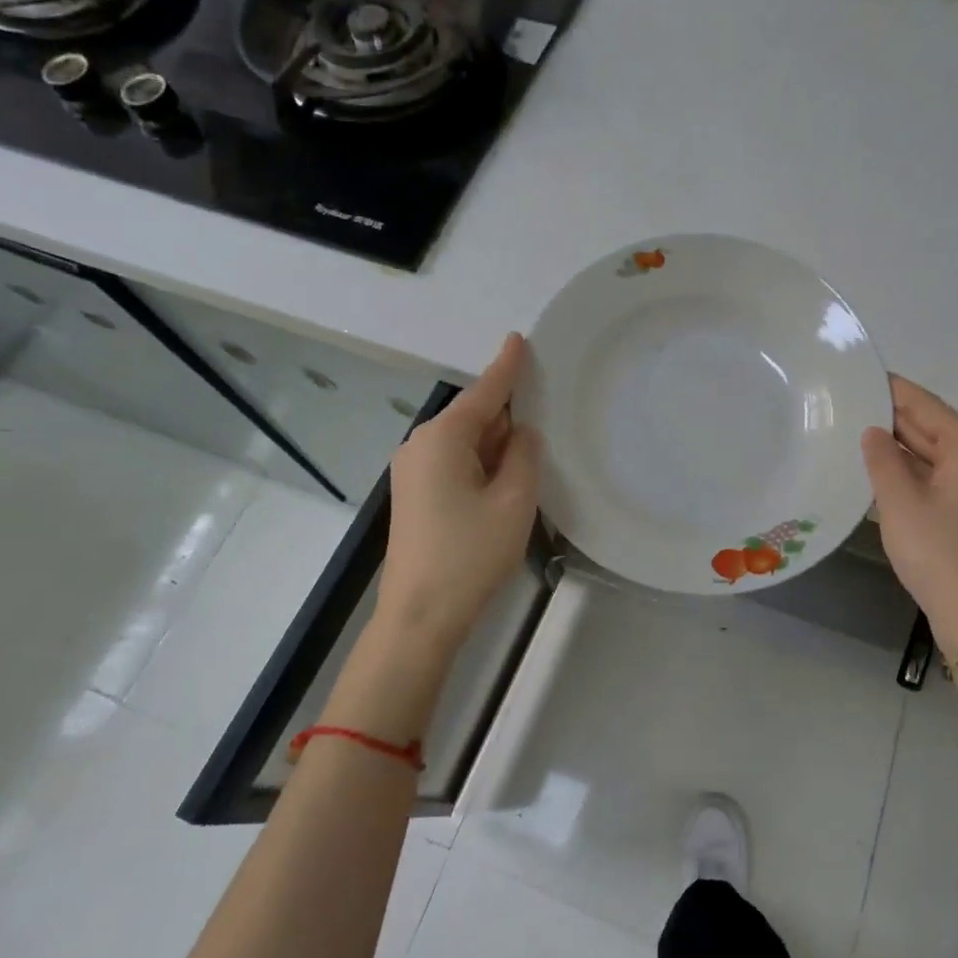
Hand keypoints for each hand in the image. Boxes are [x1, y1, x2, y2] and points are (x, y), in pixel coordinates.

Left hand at [375, 332, 541, 655]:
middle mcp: (420, 445)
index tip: (519, 339)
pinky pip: (454, 463)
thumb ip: (523, 454)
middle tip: (545, 410)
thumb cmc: (470, 554)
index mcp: (443, 438)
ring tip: (531, 451)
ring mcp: (412, 472)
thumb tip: (520, 433)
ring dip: (495, 443)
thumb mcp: (514, 500)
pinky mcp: (414, 496)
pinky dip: (480, 463)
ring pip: (464, 442)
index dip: (506, 366)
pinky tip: (503, 478)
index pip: (484, 391)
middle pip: (473, 415)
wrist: (419, 618)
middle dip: (506, 413)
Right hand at [861, 376, 957, 657]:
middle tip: (848, 402)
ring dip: (900, 444)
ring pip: (934, 453)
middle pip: (933, 427)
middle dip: (893, 416)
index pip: (927, 406)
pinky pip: (938, 475)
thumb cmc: (938, 554)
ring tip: (855, 430)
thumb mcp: (900, 503)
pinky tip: (880, 467)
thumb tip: (873, 431)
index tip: (861, 375)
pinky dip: (911, 468)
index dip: (893, 390)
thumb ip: (882, 460)